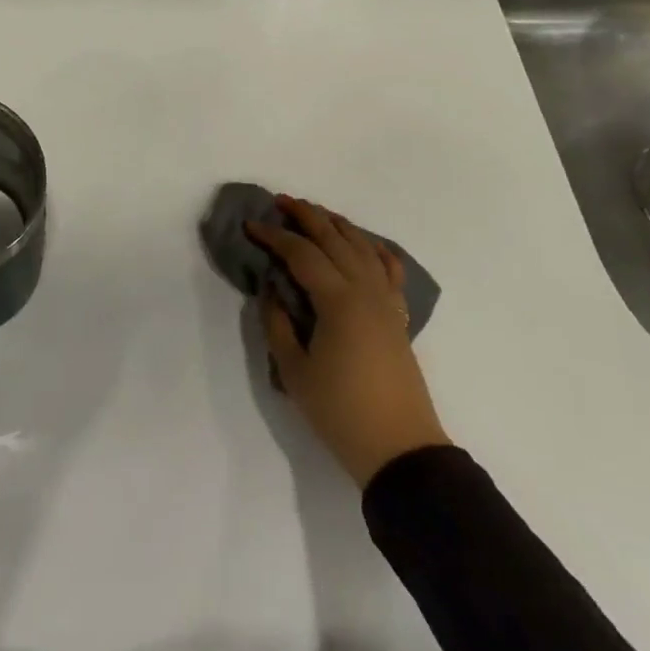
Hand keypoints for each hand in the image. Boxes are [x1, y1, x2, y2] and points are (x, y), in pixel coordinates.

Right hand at [247, 196, 448, 486]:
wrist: (400, 448)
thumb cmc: (340, 411)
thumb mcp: (294, 370)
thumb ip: (278, 323)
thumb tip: (272, 290)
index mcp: (338, 301)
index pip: (301, 254)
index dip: (274, 236)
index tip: (250, 225)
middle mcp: (365, 290)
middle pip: (335, 238)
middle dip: (306, 215)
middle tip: (280, 201)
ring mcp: (386, 301)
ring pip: (363, 246)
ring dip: (337, 225)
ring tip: (315, 213)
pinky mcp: (398, 316)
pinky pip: (389, 269)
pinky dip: (375, 249)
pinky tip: (365, 244)